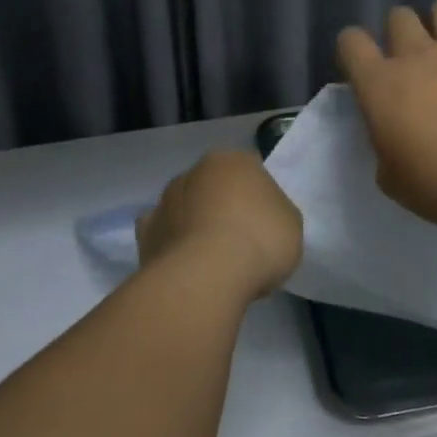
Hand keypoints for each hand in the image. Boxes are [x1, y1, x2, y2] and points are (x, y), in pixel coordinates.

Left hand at [137, 150, 302, 300]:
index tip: (266, 222)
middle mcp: (193, 172)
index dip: (259, 196)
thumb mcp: (290, 223)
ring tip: (212, 260)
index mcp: (232, 161)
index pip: (249, 170)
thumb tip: (260, 216)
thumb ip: (274, 212)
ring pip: (185, 209)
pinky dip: (172, 246)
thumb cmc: (259, 240)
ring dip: (195, 225)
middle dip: (223, 207)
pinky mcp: (145, 235)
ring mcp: (164, 202)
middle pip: (213, 187)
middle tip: (240, 240)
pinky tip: (185, 266)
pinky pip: (164, 237)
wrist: (207, 276)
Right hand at [336, 0, 436, 228]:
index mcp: (379, 85)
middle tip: (412, 56)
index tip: (361, 64)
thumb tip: (394, 142)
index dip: (352, 47)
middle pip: (399, 17)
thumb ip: (386, 151)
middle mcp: (417, 56)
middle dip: (401, 30)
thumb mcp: (392, 178)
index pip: (351, 43)